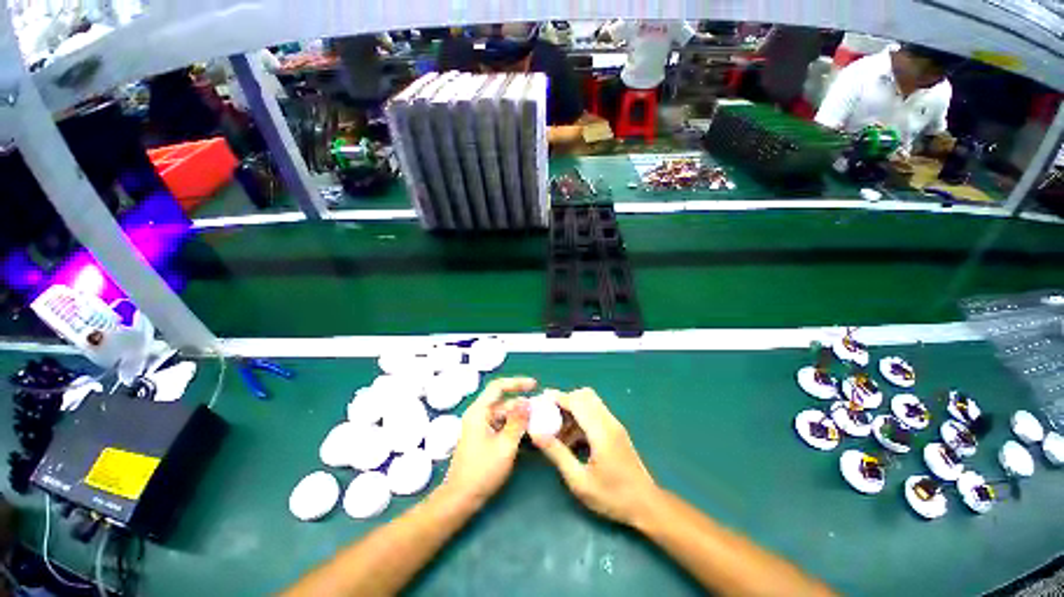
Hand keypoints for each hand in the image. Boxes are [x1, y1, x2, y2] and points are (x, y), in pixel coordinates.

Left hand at [440, 377, 534, 505]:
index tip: (534, 385)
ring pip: (503, 415)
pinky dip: (513, 427)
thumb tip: (527, 402)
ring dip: (519, 417)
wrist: (460, 499)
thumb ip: (518, 421)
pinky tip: (527, 433)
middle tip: (541, 409)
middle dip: (522, 404)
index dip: (517, 383)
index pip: (498, 387)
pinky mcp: (483, 438)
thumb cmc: (482, 471)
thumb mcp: (505, 445)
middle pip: (503, 402)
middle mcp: (478, 415)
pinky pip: (501, 425)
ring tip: (538, 421)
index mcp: (479, 412)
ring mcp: (480, 427)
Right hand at [532, 388, 658, 526]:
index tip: (540, 401)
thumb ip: (557, 454)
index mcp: (601, 431)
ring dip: (572, 410)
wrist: (646, 504)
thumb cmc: (613, 496)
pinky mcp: (615, 430)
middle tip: (548, 414)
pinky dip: (580, 418)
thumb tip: (537, 434)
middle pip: (585, 395)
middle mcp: (608, 421)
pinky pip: (595, 413)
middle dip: (564, 400)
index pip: (577, 401)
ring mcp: (614, 425)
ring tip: (557, 431)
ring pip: (590, 403)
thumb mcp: (579, 481)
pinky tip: (571, 439)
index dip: (557, 398)